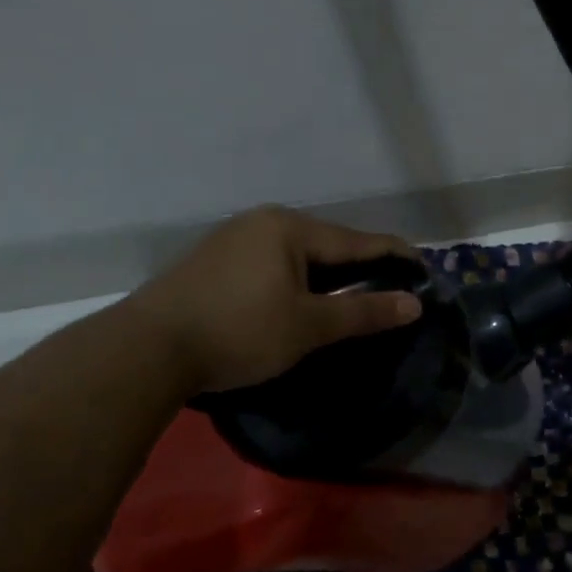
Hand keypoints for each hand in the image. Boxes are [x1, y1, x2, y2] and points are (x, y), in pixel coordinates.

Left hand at [129, 206, 423, 396]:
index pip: (356, 240)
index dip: (394, 255)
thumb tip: (414, 304)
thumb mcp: (308, 326)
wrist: (147, 349)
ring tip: (351, 295)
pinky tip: (298, 298)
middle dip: (360, 265)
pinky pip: (270, 263)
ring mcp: (232, 239)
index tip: (424, 268)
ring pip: (296, 254)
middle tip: (390, 286)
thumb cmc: (238, 332)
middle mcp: (261, 222)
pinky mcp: (212, 261)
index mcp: (288, 228)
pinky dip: (295, 279)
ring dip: (326, 274)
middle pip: (326, 243)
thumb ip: (363, 313)